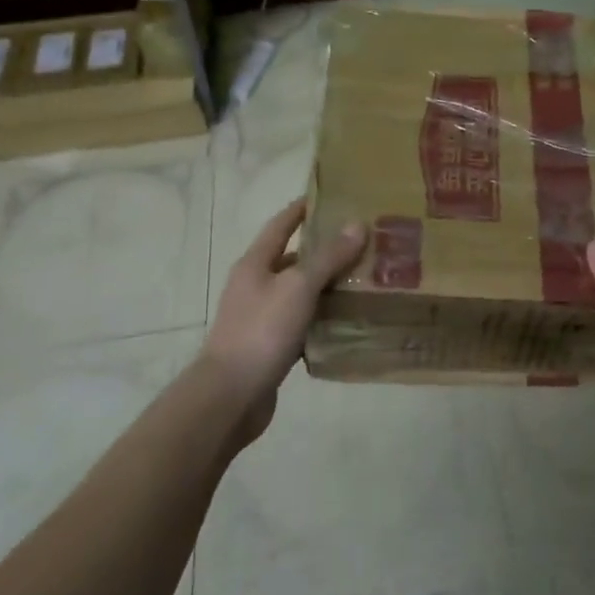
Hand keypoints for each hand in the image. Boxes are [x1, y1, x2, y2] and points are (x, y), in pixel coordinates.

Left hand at [199, 200, 366, 430]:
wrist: (229, 397)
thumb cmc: (261, 332)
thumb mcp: (298, 288)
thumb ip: (328, 257)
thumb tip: (357, 224)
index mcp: (255, 264)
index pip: (281, 225)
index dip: (303, 209)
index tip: (331, 196)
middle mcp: (255, 286)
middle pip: (294, 258)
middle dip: (325, 250)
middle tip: (364, 242)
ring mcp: (261, 317)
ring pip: (300, 293)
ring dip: (327, 286)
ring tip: (365, 279)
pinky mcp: (270, 346)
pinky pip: (302, 323)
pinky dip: (323, 318)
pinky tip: (348, 321)